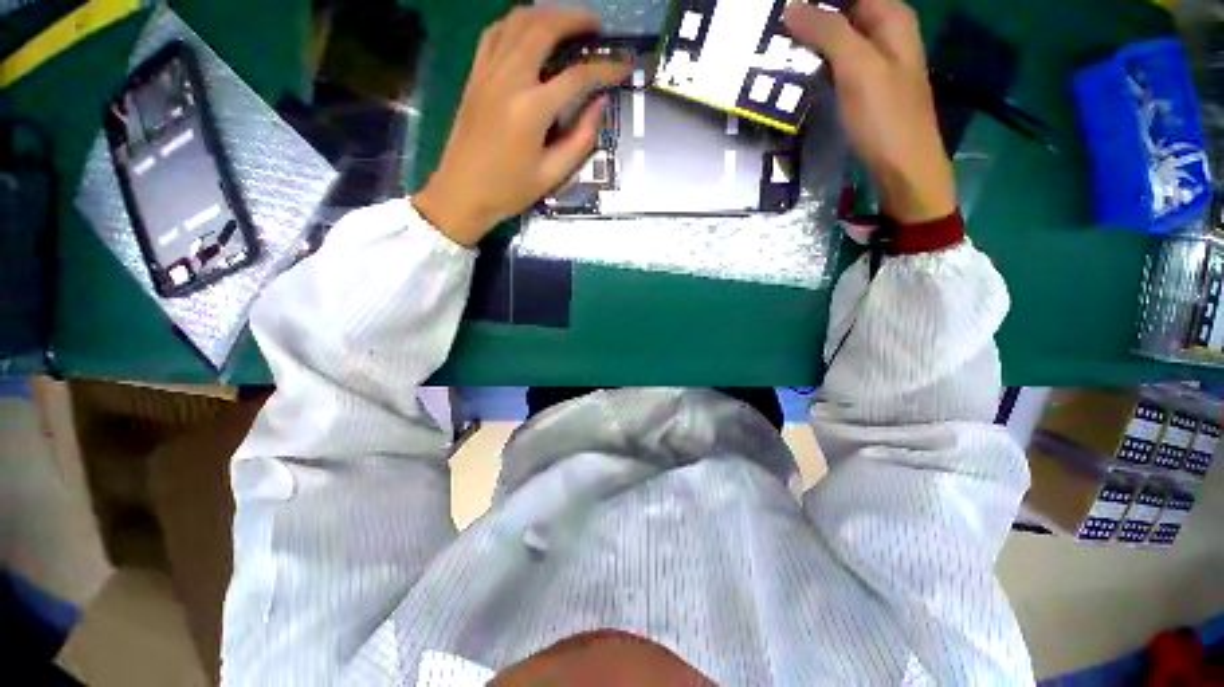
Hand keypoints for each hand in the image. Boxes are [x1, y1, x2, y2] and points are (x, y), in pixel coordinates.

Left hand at [413, 8, 629, 246]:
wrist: (462, 192)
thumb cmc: (509, 190)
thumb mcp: (552, 174)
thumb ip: (581, 139)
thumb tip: (600, 105)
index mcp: (531, 110)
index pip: (577, 77)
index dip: (605, 69)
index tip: (624, 67)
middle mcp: (509, 79)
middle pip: (544, 28)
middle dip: (575, 19)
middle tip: (596, 26)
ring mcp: (488, 72)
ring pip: (517, 21)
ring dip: (546, 14)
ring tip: (567, 22)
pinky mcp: (475, 75)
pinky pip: (495, 33)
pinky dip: (517, 23)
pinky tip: (529, 31)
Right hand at [784, 0, 954, 222]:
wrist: (902, 166)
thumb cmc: (885, 116)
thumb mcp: (857, 67)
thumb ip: (828, 32)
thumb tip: (791, 8)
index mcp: (891, 17)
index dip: (815, 2)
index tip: (783, 11)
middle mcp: (885, 33)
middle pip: (841, 13)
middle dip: (809, 21)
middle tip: (773, 34)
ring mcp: (874, 62)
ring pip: (836, 40)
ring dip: (808, 44)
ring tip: (775, 52)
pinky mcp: (863, 87)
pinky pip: (836, 65)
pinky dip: (816, 66)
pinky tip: (794, 74)